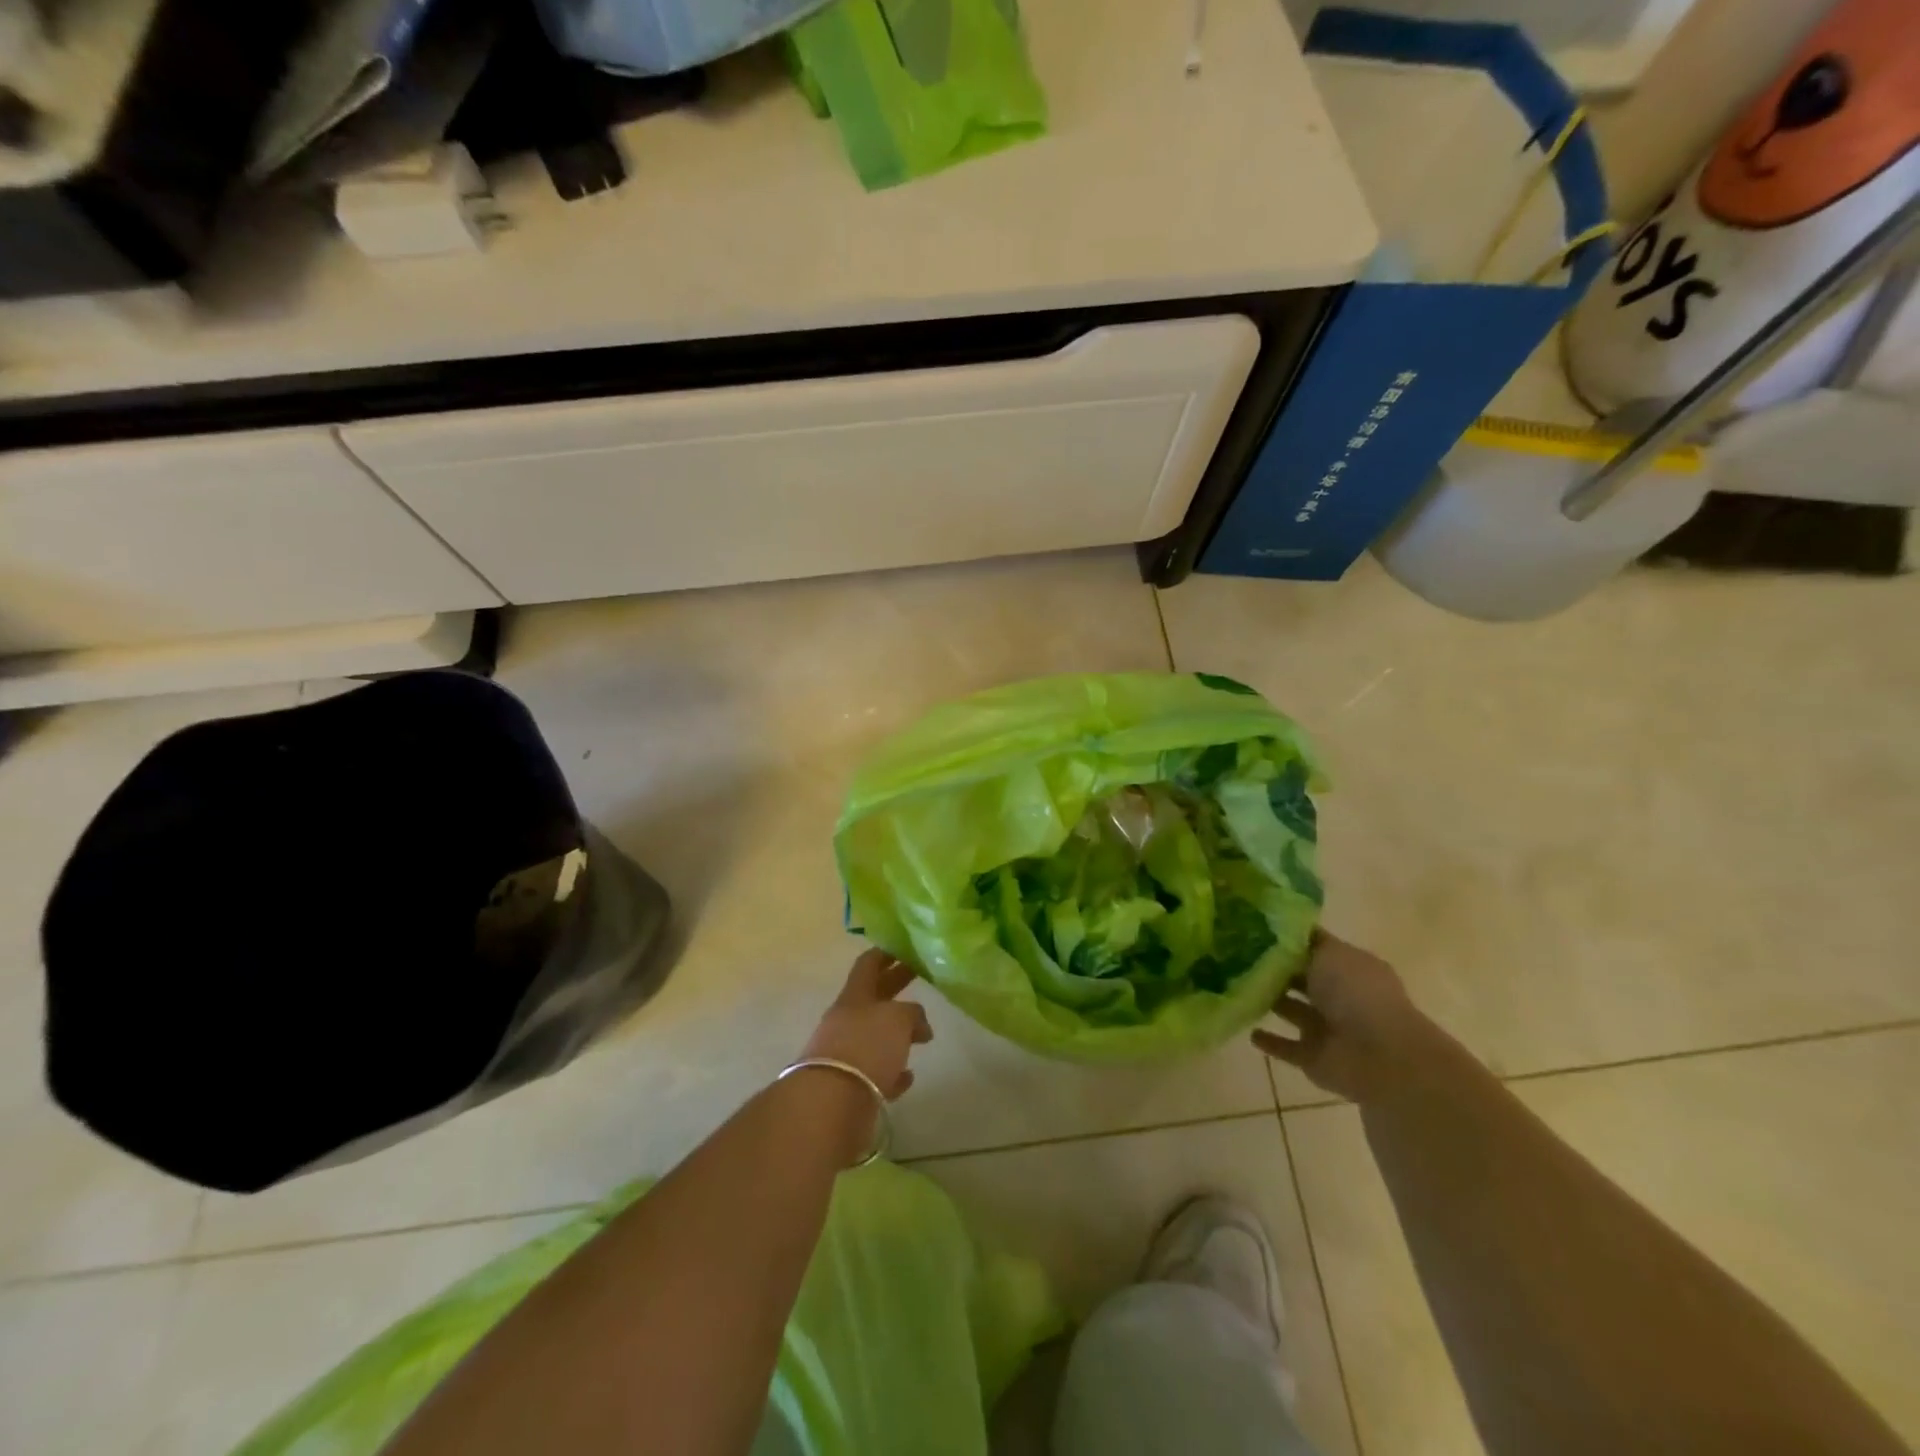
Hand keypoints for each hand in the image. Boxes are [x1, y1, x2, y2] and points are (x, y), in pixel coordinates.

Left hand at [801, 948, 932, 1100]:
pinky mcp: (850, 1086)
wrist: (831, 1102)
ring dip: (896, 1034)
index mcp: (855, 996)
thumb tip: (918, 1024)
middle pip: (874, 996)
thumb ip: (912, 1013)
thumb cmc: (867, 1045)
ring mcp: (846, 1053)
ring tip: (922, 1035)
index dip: (886, 953)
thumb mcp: (898, 1018)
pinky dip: (891, 1072)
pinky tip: (907, 1076)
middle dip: (896, 985)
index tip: (904, 946)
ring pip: (875, 1035)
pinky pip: (876, 1073)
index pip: (868, 964)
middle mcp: (847, 1020)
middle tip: (920, 976)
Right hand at [1252, 931, 1429, 1102]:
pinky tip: (1248, 1030)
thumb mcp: (1330, 952)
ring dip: (1269, 1001)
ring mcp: (1328, 1029)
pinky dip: (1269, 1041)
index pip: (1315, 947)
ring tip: (1234, 986)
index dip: (1288, 938)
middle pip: (1302, 978)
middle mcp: (1340, 996)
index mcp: (1350, 967)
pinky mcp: (1314, 1057)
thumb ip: (1303, 941)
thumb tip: (1280, 928)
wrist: (1380, 1058)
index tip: (1253, 927)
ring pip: (1291, 1009)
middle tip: (1236, 954)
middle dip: (1275, 969)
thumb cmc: (1357, 993)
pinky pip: (1286, 1047)